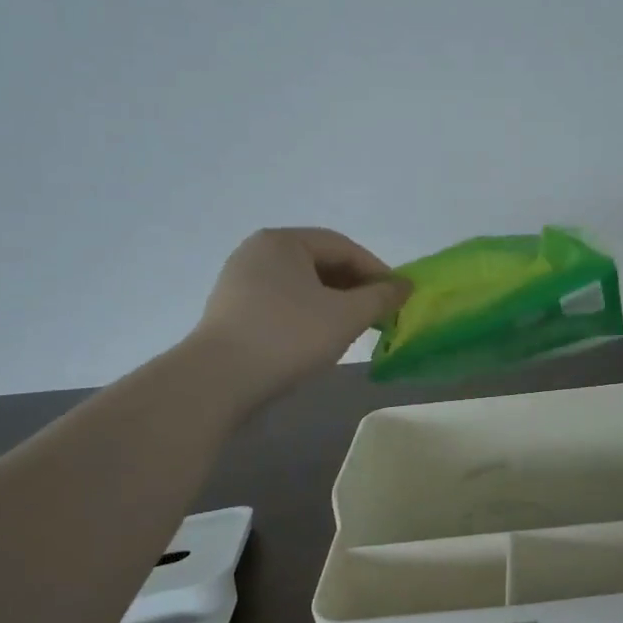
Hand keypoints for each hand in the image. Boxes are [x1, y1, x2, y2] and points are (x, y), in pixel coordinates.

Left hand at [192, 228, 411, 397]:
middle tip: (380, 315)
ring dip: (335, 302)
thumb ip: (381, 297)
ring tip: (355, 328)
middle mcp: (258, 252)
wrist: (218, 381)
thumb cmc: (288, 336)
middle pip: (321, 263)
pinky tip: (320, 338)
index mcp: (283, 241)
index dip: (377, 271)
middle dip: (356, 287)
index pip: (343, 247)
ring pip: (303, 285)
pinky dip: (309, 314)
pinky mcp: (232, 310)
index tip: (399, 298)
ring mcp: (240, 281)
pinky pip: (283, 302)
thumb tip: (404, 286)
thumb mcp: (346, 316)